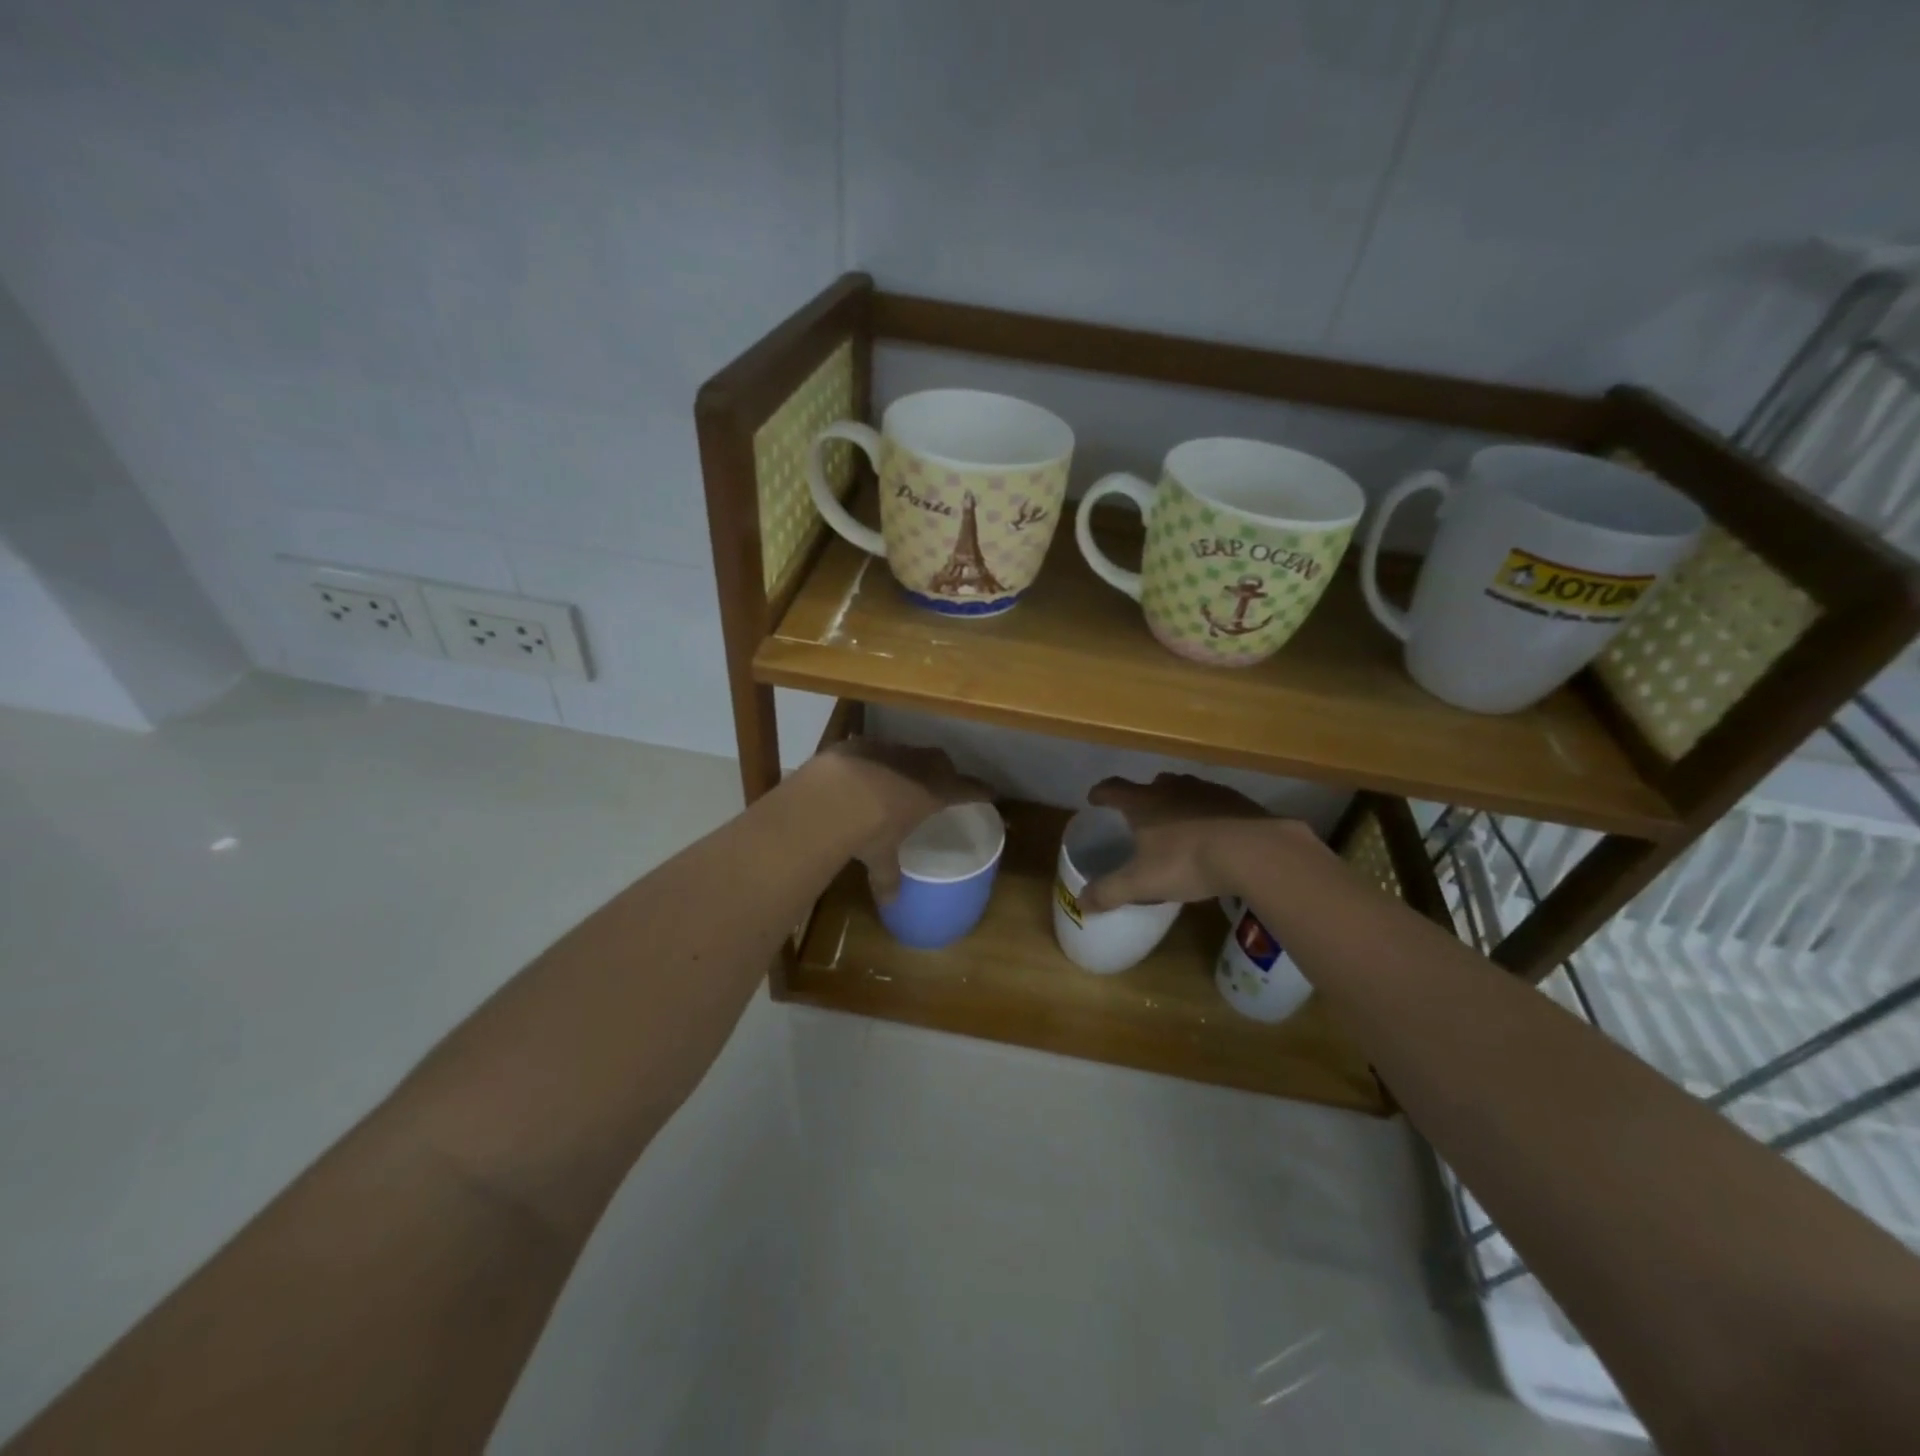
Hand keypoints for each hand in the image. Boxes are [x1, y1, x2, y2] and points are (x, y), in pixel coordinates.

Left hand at [814, 738, 993, 902]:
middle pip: (942, 762)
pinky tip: (863, 776)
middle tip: (941, 785)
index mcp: (934, 792)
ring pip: (909, 753)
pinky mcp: (861, 744)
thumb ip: (887, 877)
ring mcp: (889, 750)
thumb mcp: (880, 857)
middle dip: (945, 772)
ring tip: (899, 781)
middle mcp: (917, 766)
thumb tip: (889, 904)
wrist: (830, 793)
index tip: (991, 793)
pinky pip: (877, 751)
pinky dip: (876, 762)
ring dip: (909, 765)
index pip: (968, 789)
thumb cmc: (869, 829)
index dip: (980, 791)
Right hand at [1079, 774, 1282, 910]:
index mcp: (1144, 802)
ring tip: (1177, 821)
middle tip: (1140, 814)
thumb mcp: (1142, 882)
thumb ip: (1110, 891)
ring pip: (1185, 788)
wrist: (1253, 850)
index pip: (1114, 789)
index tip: (1094, 798)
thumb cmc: (1187, 861)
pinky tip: (1214, 832)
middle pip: (1153, 784)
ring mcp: (1207, 791)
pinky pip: (1215, 802)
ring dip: (1177, 801)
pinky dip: (1208, 812)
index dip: (1101, 793)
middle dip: (1143, 796)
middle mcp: (1173, 788)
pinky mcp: (1237, 800)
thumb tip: (1080, 902)